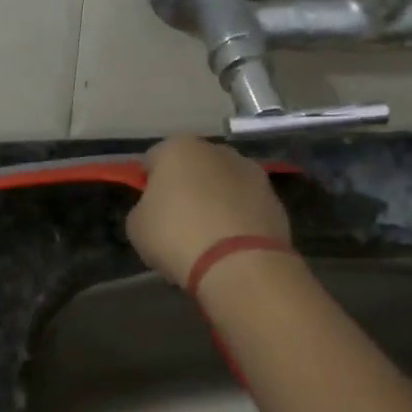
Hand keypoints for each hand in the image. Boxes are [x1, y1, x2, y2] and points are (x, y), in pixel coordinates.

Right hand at [126, 135, 292, 286]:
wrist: (240, 263)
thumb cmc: (177, 236)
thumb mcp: (137, 226)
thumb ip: (144, 208)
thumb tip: (158, 210)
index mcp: (178, 148)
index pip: (153, 159)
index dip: (147, 183)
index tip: (148, 208)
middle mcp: (217, 150)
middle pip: (193, 166)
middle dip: (186, 186)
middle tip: (178, 221)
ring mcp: (251, 172)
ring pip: (223, 183)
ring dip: (215, 200)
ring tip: (208, 236)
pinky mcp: (274, 198)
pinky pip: (245, 205)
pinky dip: (238, 218)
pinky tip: (231, 244)